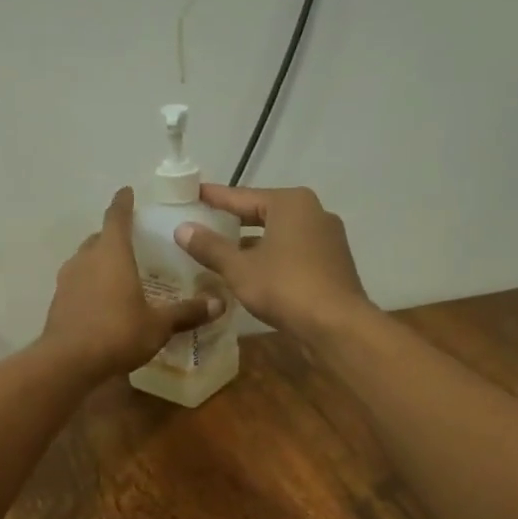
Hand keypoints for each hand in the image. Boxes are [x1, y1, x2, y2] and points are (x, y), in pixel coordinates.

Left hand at [43, 188, 222, 380]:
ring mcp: (67, 280)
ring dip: (100, 261)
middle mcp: (86, 259)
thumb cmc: (117, 333)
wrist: (67, 363)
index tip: (127, 192)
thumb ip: (186, 312)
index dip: (123, 203)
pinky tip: (102, 301)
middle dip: (113, 236)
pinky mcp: (58, 302)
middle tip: (133, 241)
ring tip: (119, 272)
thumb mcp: (158, 325)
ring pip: (85, 260)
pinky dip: (90, 285)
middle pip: (99, 238)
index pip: (117, 216)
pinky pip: (77, 284)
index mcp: (111, 253)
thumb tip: (219, 303)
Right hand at [174, 185, 369, 342]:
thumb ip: (210, 247)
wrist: (336, 324)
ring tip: (224, 252)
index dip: (214, 198)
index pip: (242, 196)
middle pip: (264, 213)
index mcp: (290, 203)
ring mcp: (327, 238)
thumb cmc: (285, 287)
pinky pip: (293, 252)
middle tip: (205, 223)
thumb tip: (182, 228)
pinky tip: (254, 272)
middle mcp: (313, 212)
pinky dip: (272, 258)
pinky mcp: (332, 263)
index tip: (193, 194)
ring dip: (253, 243)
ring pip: (280, 235)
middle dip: (234, 221)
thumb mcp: (239, 268)